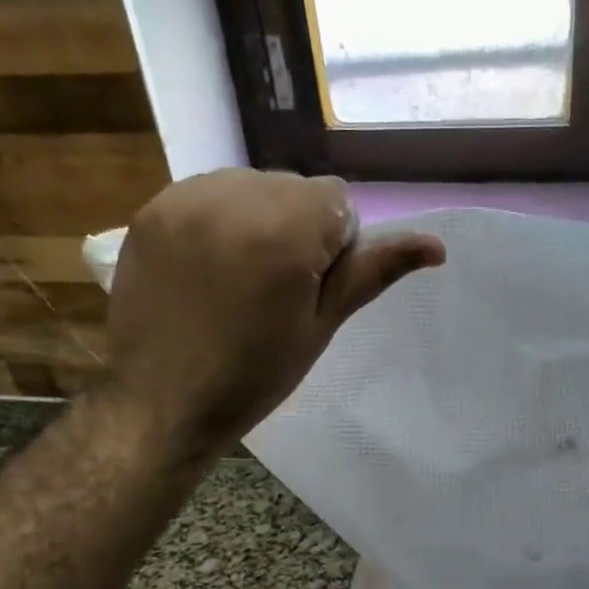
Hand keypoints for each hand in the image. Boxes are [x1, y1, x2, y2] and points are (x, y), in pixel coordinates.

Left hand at [97, 169, 444, 459]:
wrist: (162, 403)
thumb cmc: (254, 375)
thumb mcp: (322, 325)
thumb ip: (373, 272)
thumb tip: (437, 245)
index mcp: (285, 230)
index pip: (337, 199)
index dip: (335, 244)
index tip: (310, 288)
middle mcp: (234, 198)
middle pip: (293, 188)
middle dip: (298, 226)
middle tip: (277, 287)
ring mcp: (185, 200)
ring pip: (250, 186)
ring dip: (258, 217)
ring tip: (239, 275)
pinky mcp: (151, 210)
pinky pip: (206, 194)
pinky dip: (219, 219)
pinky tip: (207, 266)